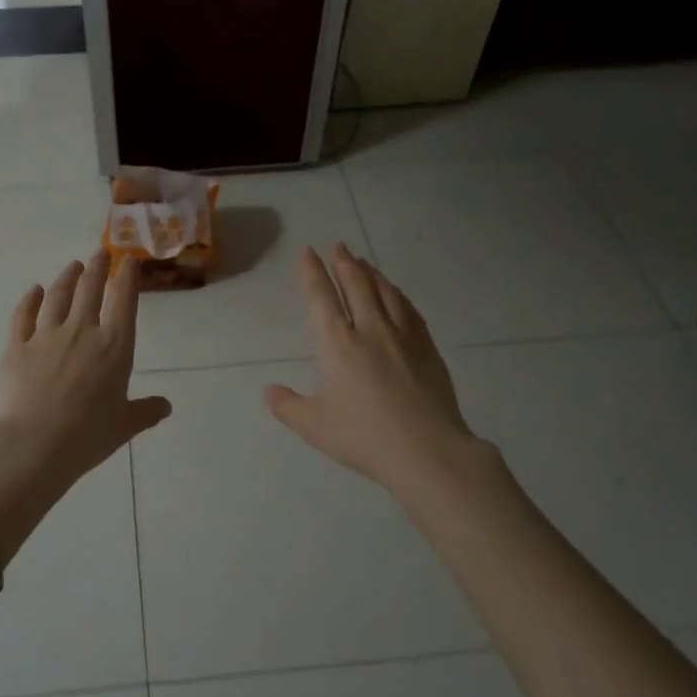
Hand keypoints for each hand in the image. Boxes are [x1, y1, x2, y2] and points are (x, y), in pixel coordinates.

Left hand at [0, 252, 169, 563]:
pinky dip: (30, 299)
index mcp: (115, 346)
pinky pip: (24, 315)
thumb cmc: (88, 435)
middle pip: (90, 288)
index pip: (124, 299)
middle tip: (100, 253)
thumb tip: (165, 406)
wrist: (36, 443)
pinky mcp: (17, 346)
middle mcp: (82, 331)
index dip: (127, 275)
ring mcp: (46, 335)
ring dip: (67, 277)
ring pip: (58, 295)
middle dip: (97, 267)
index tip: (128, 260)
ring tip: (72, 266)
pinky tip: (35, 291)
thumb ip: (146, 411)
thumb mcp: (125, 425)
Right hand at [265, 245, 485, 497]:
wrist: (427, 450)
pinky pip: (409, 309)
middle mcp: (370, 330)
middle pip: (356, 286)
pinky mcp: (427, 348)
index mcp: (338, 345)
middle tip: (338, 246)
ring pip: (385, 293)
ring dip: (371, 273)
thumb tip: (269, 391)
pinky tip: (396, 294)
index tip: (308, 253)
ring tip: (363, 262)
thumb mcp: (314, 427)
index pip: (321, 298)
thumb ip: (287, 406)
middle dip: (344, 263)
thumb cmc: (364, 437)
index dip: (312, 273)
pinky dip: (397, 294)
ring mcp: (403, 336)